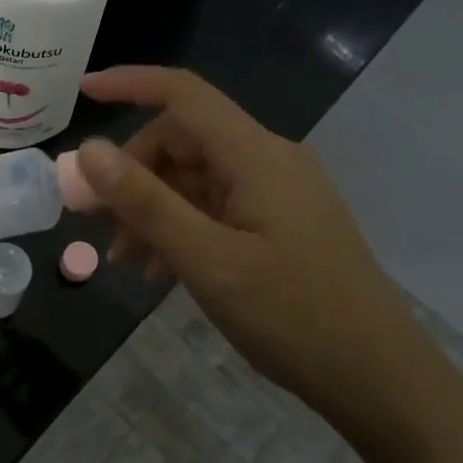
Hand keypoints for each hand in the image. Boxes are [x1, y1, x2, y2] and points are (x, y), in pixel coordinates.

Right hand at [77, 67, 445, 439]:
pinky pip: (217, 207)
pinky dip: (181, 228)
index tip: (82, 92)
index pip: (184, 94)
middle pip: (184, 140)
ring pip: (196, 179)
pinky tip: (161, 272)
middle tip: (94, 218)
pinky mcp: (283, 223)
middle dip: (133, 174)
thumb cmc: (293, 316)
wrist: (380, 378)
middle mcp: (269, 160)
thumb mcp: (207, 260)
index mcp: (256, 155)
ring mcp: (279, 192)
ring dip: (152, 209)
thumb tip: (90, 150)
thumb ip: (146, 202)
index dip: (129, 83)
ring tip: (123, 259)